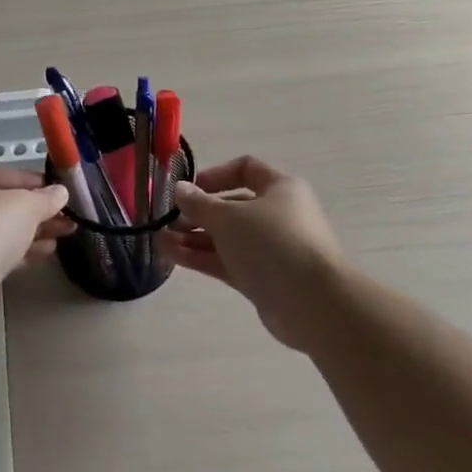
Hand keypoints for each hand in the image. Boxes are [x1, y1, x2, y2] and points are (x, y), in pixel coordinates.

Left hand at [0, 163, 73, 300]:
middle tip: (64, 215)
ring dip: (31, 231)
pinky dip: (19, 251)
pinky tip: (47, 252)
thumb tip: (59, 193)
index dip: (27, 179)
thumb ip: (45, 197)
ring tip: (65, 232)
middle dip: (34, 209)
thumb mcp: (25, 205)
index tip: (54, 189)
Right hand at [159, 156, 347, 349]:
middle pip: (232, 207)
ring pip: (226, 238)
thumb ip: (199, 203)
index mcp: (280, 189)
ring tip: (159, 240)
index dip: (215, 175)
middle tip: (168, 221)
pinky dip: (201, 257)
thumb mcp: (228, 217)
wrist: (312, 302)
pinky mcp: (263, 278)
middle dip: (197, 213)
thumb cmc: (272, 243)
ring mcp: (271, 249)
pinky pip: (227, 261)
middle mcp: (278, 215)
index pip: (246, 169)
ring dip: (193, 237)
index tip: (189, 189)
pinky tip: (171, 255)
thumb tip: (179, 189)